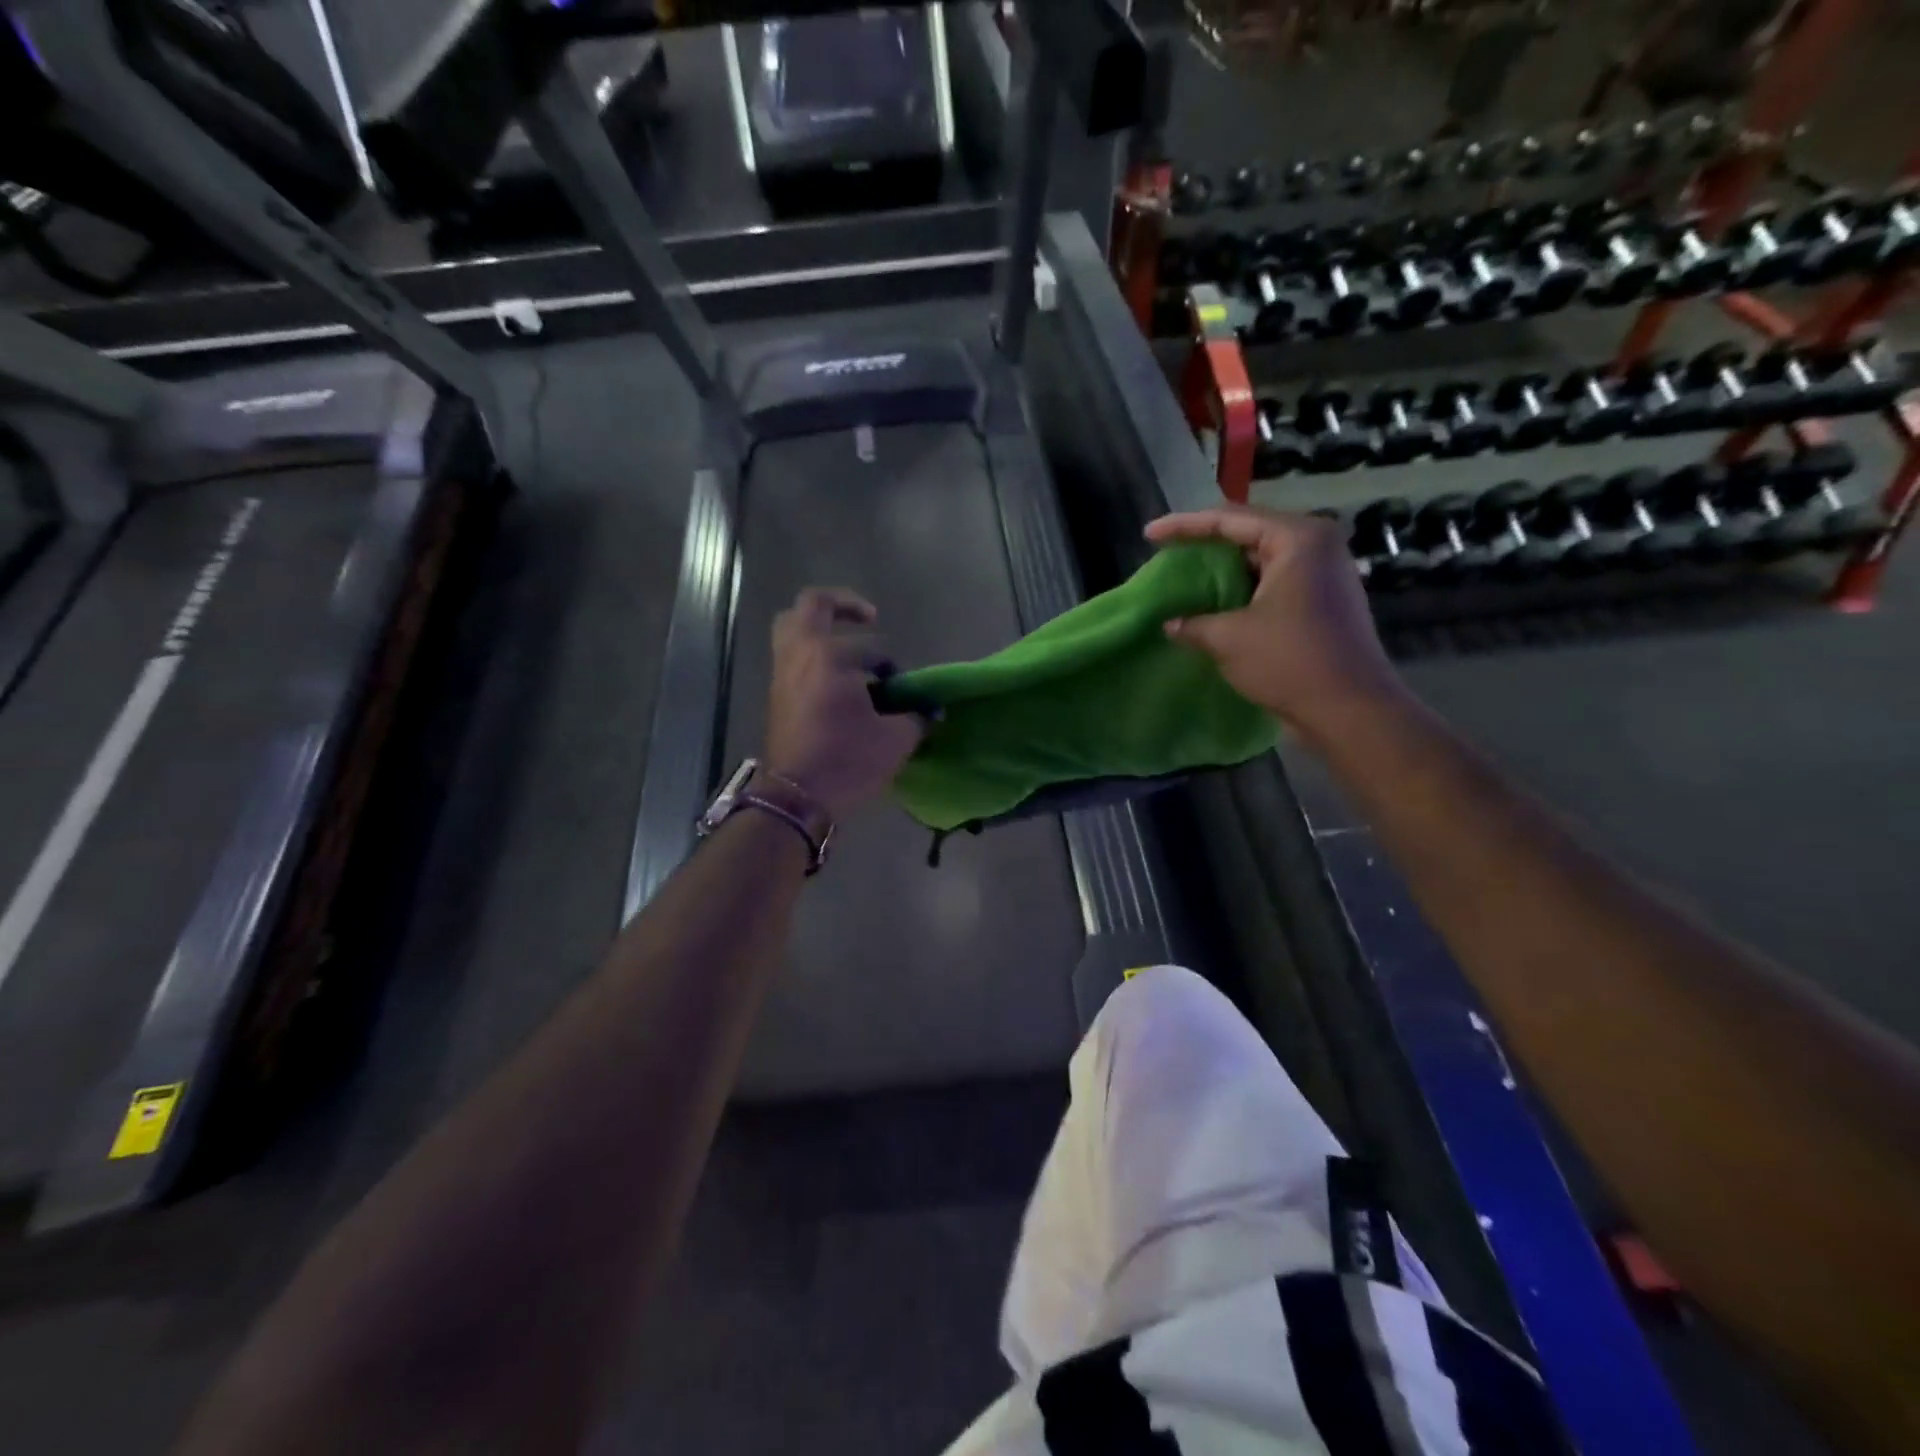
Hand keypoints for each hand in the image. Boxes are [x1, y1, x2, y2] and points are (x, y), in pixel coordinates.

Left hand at [765, 588, 923, 820]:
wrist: (797, 797)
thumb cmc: (848, 761)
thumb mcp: (895, 740)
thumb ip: (916, 718)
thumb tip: (931, 711)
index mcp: (831, 656)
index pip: (872, 647)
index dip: (892, 666)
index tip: (901, 690)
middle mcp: (801, 654)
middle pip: (812, 605)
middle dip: (843, 604)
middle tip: (869, 617)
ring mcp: (782, 672)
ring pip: (792, 628)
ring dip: (819, 627)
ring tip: (846, 644)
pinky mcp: (776, 693)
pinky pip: (791, 655)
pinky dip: (811, 653)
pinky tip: (835, 676)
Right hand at [1145, 505, 1410, 745]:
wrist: (1350, 711)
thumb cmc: (1289, 661)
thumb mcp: (1228, 638)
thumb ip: (1192, 623)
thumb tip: (1170, 624)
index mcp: (1298, 539)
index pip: (1229, 519)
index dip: (1184, 525)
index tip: (1149, 534)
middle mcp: (1317, 546)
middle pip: (1248, 534)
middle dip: (1205, 545)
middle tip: (1167, 554)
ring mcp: (1324, 574)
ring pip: (1261, 561)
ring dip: (1223, 571)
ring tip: (1186, 579)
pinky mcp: (1324, 602)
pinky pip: (1273, 583)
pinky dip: (1243, 590)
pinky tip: (1215, 605)